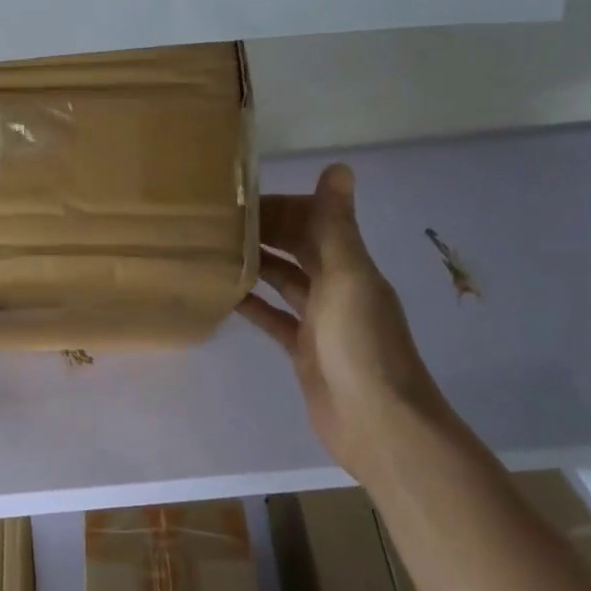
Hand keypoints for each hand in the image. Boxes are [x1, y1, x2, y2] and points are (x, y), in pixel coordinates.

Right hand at [237, 164, 447, 478]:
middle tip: (215, 221)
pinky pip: (272, 316)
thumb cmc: (362, 345)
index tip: (238, 198)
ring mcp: (319, 319)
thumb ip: (337, 225)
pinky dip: (251, 304)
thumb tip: (339, 166)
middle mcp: (336, 286)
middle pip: (295, 247)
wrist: (378, 425)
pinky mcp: (302, 348)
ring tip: (212, 249)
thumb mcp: (348, 278)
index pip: (312, 221)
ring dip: (254, 263)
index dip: (280, 207)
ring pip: (282, 279)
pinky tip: (222, 294)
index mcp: (349, 265)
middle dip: (263, 231)